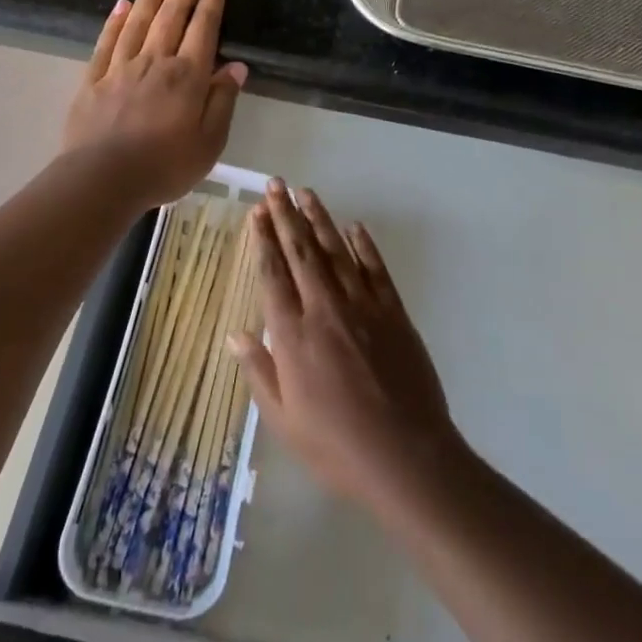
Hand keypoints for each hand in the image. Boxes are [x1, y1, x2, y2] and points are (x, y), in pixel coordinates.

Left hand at [63, 0, 248, 210]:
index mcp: (187, 76)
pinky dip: (116, 20)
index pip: (204, 27)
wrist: (102, 180)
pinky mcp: (94, 79)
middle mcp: (155, 61)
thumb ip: (222, 101)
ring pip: (139, 20)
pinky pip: (107, 41)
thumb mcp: (209, 142)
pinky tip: (121, 4)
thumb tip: (235, 66)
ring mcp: (121, 67)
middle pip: (172, 14)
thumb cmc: (164, 166)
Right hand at [230, 181, 462, 511]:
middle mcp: (325, 309)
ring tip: (306, 193)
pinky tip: (355, 227)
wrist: (406, 456)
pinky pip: (375, 269)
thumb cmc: (336, 446)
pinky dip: (363, 246)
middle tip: (276, 185)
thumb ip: (260, 371)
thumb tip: (236, 334)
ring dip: (320, 219)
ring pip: (336, 251)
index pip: (273, 274)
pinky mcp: (394, 312)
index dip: (263, 240)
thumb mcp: (284, 420)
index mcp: (293, 335)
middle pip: (301, 252)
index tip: (257, 212)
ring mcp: (363, 306)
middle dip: (286, 215)